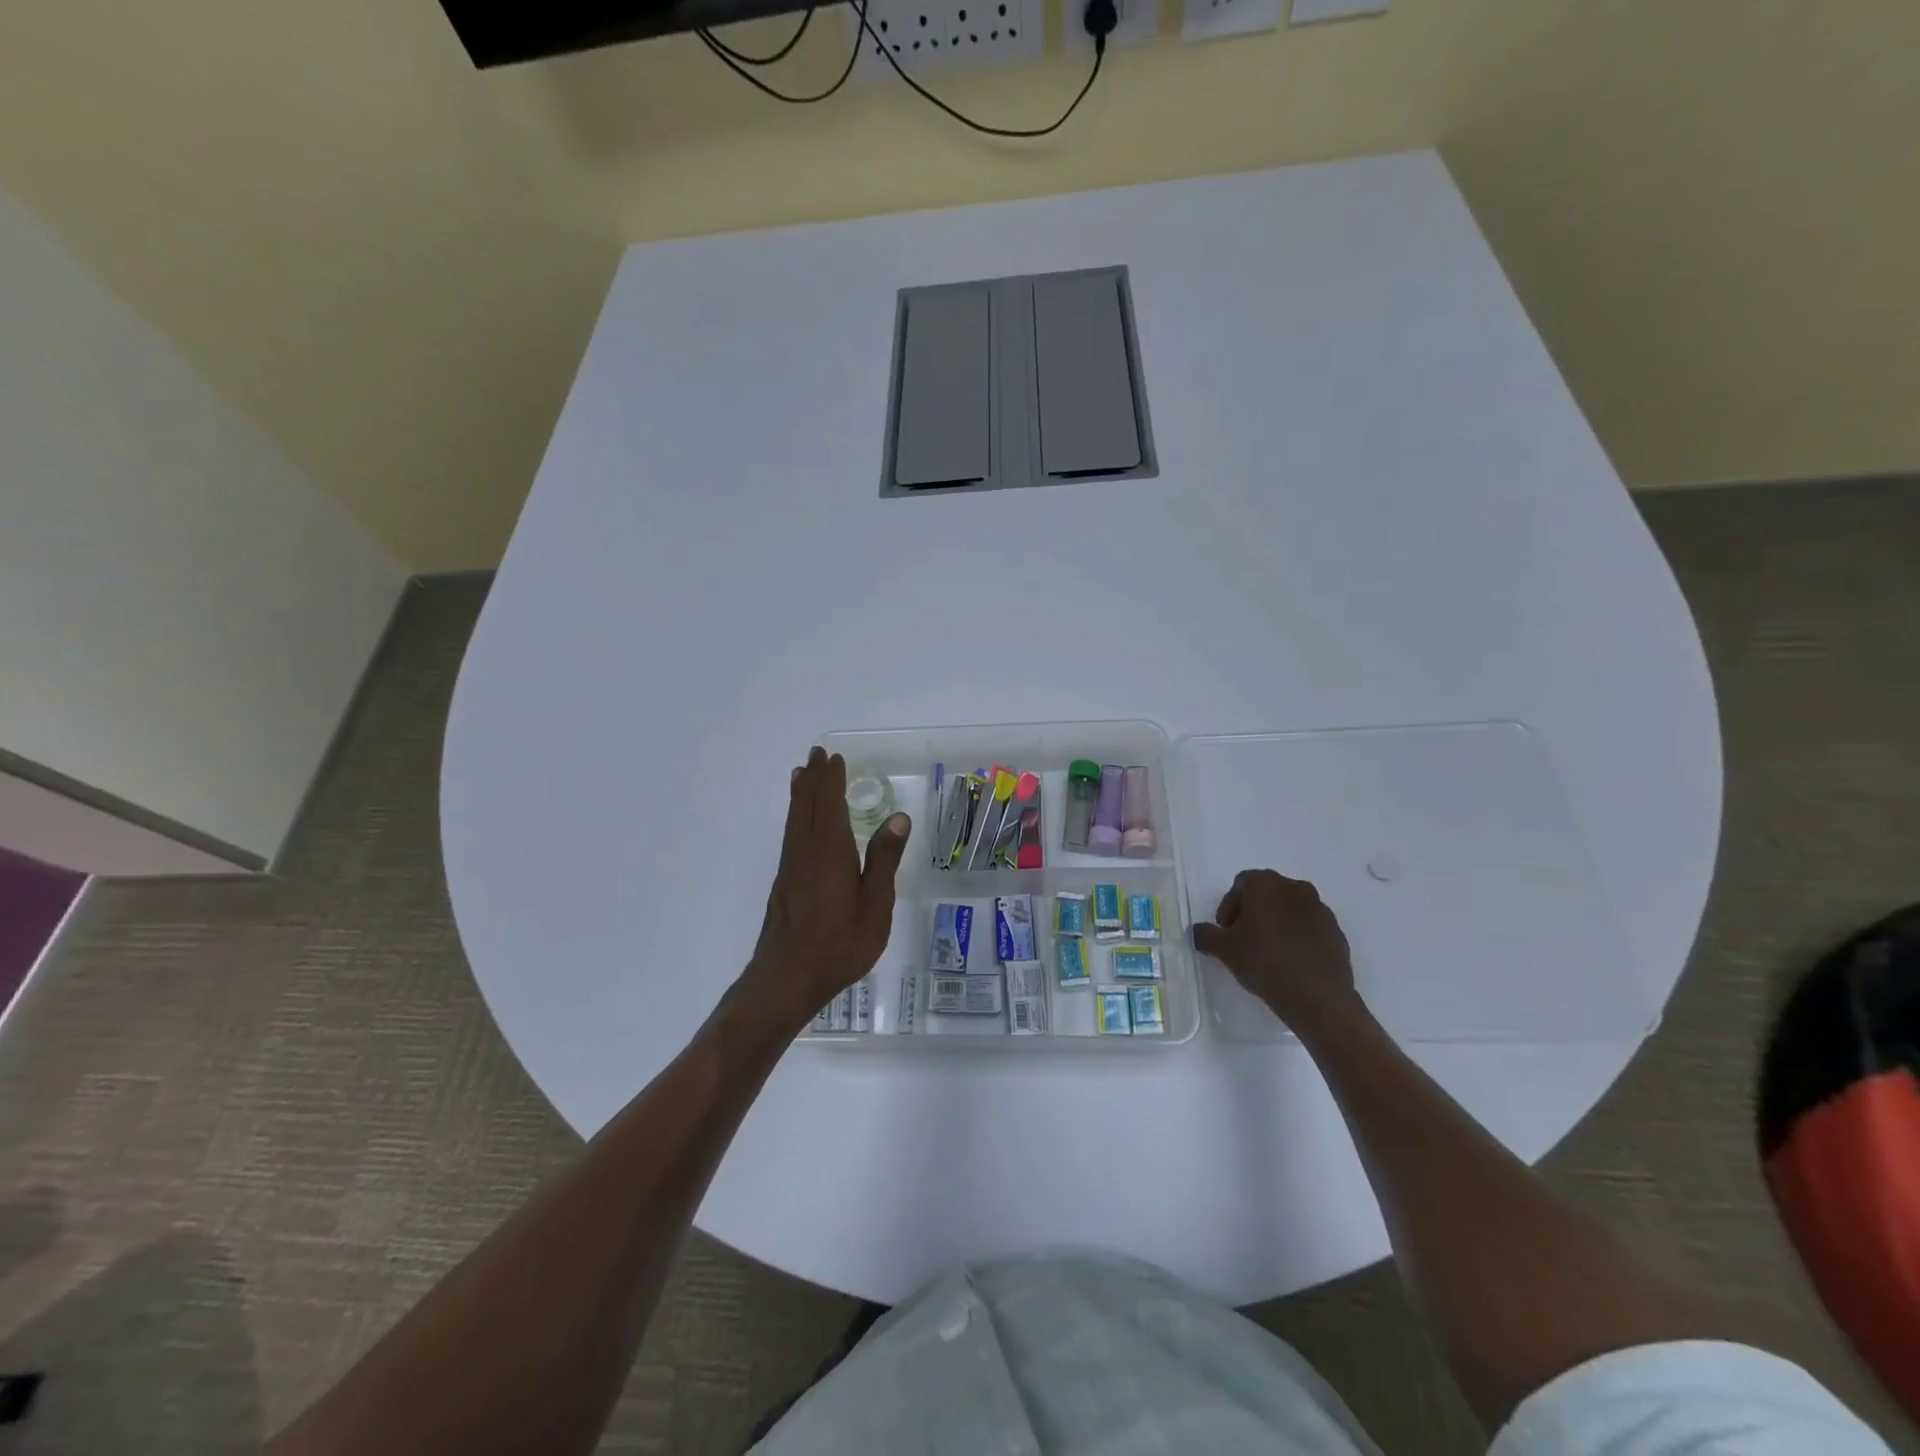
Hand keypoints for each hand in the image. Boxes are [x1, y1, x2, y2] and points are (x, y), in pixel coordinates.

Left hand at [739, 747, 909, 1032]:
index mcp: (829, 851)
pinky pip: (791, 836)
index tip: (833, 758)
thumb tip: (898, 817)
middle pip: (806, 806)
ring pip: (794, 821)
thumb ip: (884, 860)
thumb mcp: (875, 905)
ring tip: (801, 776)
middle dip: (812, 779)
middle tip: (815, 755)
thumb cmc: (840, 944)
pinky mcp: (784, 884)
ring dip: (800, 795)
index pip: (829, 804)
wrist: (787, 979)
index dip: (831, 780)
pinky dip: (795, 817)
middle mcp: (805, 852)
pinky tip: (799, 824)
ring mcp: (790, 868)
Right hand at [1191, 870, 1361, 1031]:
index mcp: (1266, 884)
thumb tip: (1198, 931)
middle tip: (1244, 940)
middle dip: (1253, 913)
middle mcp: (1295, 888)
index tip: (1226, 932)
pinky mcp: (1336, 932)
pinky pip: (1309, 928)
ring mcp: (1320, 909)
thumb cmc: (1264, 961)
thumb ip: (1206, 935)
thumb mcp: (1224, 950)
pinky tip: (1290, 962)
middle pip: (1267, 894)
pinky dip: (1297, 938)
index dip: (1229, 907)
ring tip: (1268, 953)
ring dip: (1276, 924)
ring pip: (1289, 910)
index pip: (1241, 884)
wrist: (1317, 996)